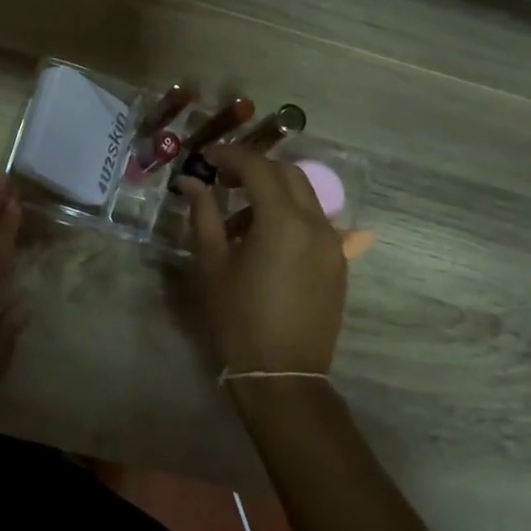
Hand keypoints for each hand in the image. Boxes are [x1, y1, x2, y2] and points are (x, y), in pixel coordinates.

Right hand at [177, 146, 347, 378]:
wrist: (283, 375)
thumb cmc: (238, 318)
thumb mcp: (212, 264)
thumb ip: (203, 215)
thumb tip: (191, 182)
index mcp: (282, 221)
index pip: (258, 167)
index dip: (229, 156)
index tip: (205, 159)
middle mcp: (316, 224)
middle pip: (288, 174)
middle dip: (254, 167)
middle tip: (222, 178)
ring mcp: (333, 243)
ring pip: (306, 196)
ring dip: (274, 191)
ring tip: (240, 214)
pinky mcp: (339, 263)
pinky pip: (316, 222)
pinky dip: (291, 214)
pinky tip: (267, 236)